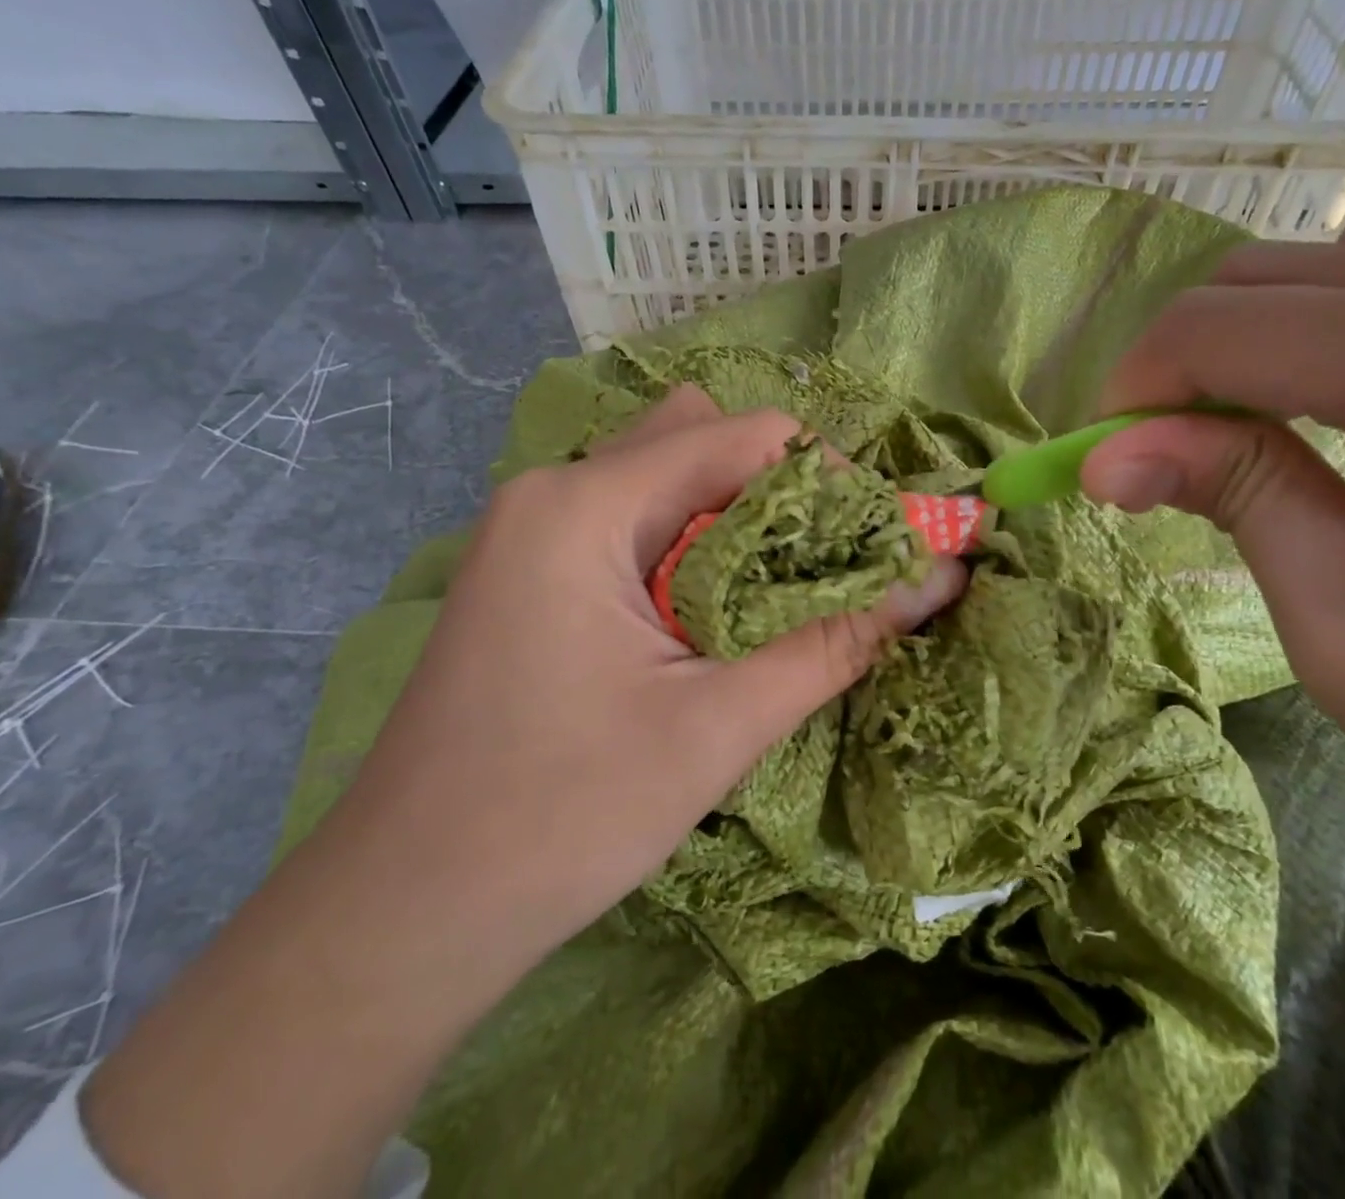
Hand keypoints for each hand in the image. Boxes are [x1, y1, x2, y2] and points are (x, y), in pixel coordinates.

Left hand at [342, 382, 966, 977]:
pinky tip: (708, 611)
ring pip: (662, 474)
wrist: (405, 911)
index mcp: (586, 503)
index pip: (742, 433)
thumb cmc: (561, 817)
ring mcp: (531, 527)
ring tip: (774, 591)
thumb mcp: (718, 725)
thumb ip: (836, 642)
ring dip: (733, 516)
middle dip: (780, 489)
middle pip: (700, 437)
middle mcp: (552, 490)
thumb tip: (940, 582)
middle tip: (825, 566)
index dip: (827, 476)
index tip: (875, 541)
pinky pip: (629, 516)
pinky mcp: (529, 568)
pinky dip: (688, 540)